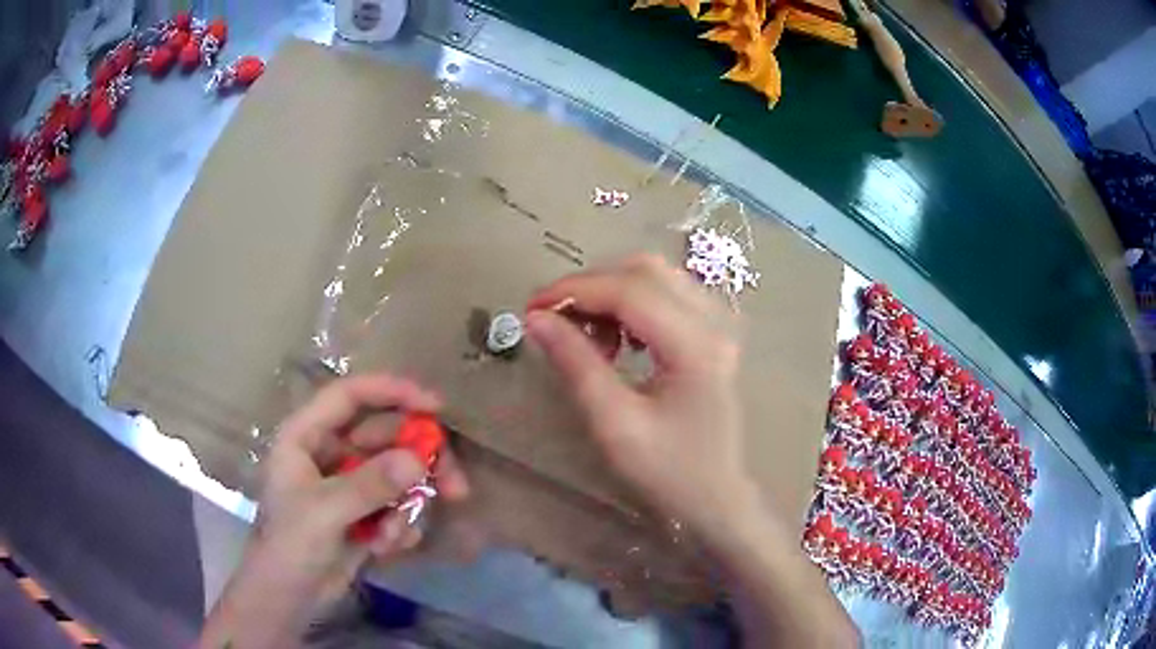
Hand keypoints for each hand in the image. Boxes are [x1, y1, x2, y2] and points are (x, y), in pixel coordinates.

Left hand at [199, 374, 468, 648]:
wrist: (290, 598)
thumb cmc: (290, 545)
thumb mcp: (325, 512)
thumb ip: (370, 484)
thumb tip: (418, 460)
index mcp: (306, 436)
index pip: (351, 395)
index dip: (393, 392)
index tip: (436, 407)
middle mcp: (329, 452)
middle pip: (386, 436)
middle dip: (420, 462)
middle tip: (456, 485)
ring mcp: (348, 484)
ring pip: (396, 474)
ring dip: (408, 504)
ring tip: (398, 534)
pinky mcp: (363, 512)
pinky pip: (396, 505)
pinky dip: (400, 525)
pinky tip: (387, 548)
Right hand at [525, 254, 757, 541]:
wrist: (716, 498)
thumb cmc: (668, 472)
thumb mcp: (614, 424)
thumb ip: (576, 364)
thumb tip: (536, 319)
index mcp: (695, 346)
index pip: (629, 290)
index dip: (575, 290)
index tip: (532, 307)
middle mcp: (713, 323)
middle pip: (646, 270)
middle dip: (592, 285)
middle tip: (555, 318)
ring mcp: (718, 326)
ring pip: (657, 277)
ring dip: (612, 292)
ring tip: (587, 334)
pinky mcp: (713, 335)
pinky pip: (668, 296)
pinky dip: (633, 304)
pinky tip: (619, 340)